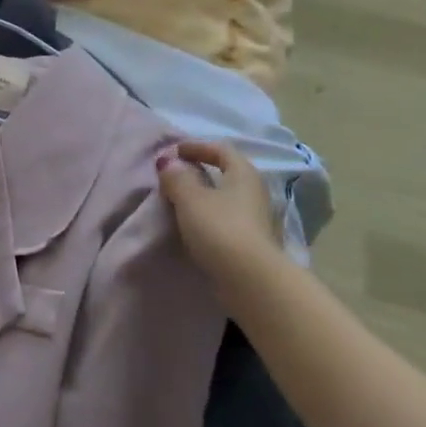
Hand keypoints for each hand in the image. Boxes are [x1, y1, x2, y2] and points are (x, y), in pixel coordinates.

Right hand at [156, 139, 283, 285]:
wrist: (251, 279)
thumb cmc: (220, 228)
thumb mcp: (190, 198)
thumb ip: (176, 177)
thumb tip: (168, 161)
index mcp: (243, 174)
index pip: (221, 149)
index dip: (196, 147)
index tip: (173, 151)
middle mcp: (255, 192)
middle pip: (227, 172)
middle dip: (200, 170)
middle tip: (175, 174)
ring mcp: (257, 218)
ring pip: (227, 196)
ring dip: (204, 193)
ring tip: (180, 199)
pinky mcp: (252, 241)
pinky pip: (227, 217)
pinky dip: (209, 213)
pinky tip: (194, 223)